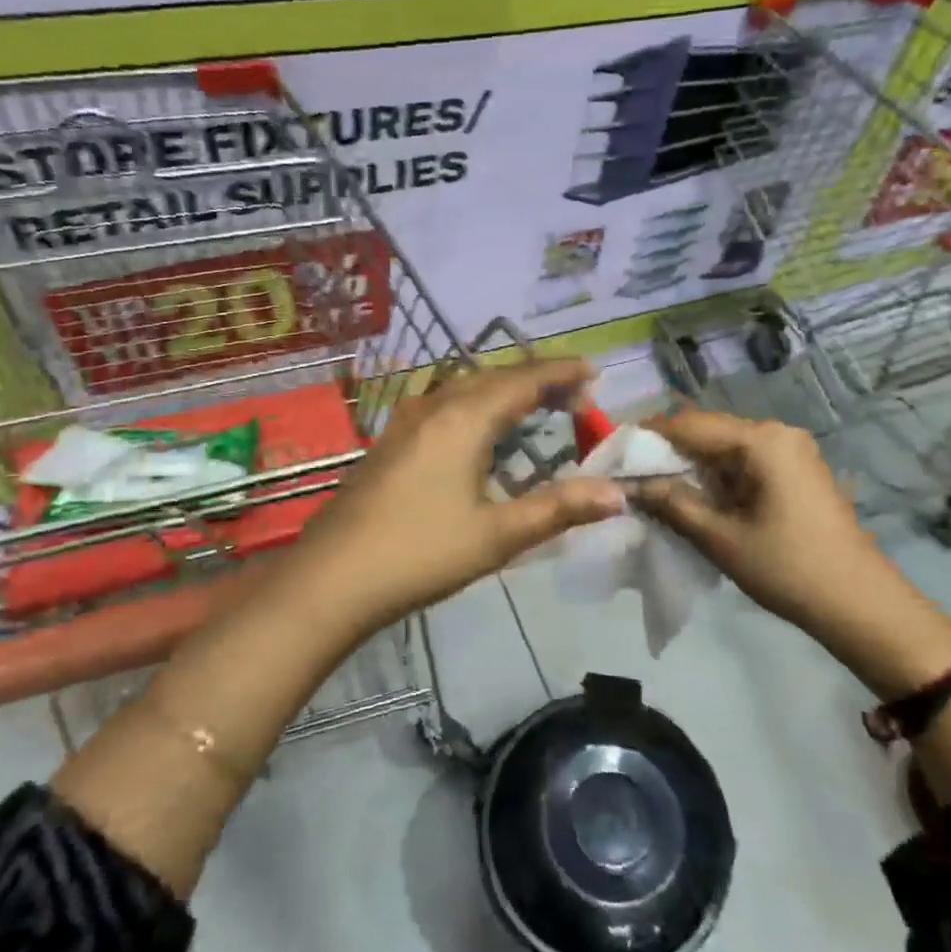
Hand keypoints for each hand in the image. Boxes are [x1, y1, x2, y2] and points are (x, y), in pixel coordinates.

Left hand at [292, 357, 624, 635]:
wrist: (332, 579)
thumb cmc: (420, 554)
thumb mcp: (497, 536)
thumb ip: (558, 509)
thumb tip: (618, 495)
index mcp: (463, 420)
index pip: (522, 381)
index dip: (561, 373)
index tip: (594, 372)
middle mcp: (433, 409)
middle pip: (492, 378)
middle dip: (535, 380)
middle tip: (572, 398)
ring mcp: (404, 424)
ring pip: (463, 389)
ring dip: (502, 391)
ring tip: (532, 408)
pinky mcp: (388, 444)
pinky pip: (442, 406)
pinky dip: (474, 406)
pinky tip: (477, 435)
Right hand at [636, 410, 950, 693]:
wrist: (860, 604)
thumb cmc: (788, 568)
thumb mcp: (721, 538)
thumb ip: (673, 504)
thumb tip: (630, 486)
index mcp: (761, 441)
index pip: (690, 424)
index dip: (648, 436)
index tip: (613, 453)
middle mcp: (777, 434)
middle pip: (708, 432)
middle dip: (668, 453)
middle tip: (630, 477)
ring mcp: (791, 452)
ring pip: (725, 450)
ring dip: (691, 468)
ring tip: (655, 491)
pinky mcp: (797, 473)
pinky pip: (745, 464)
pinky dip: (716, 479)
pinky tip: (695, 500)